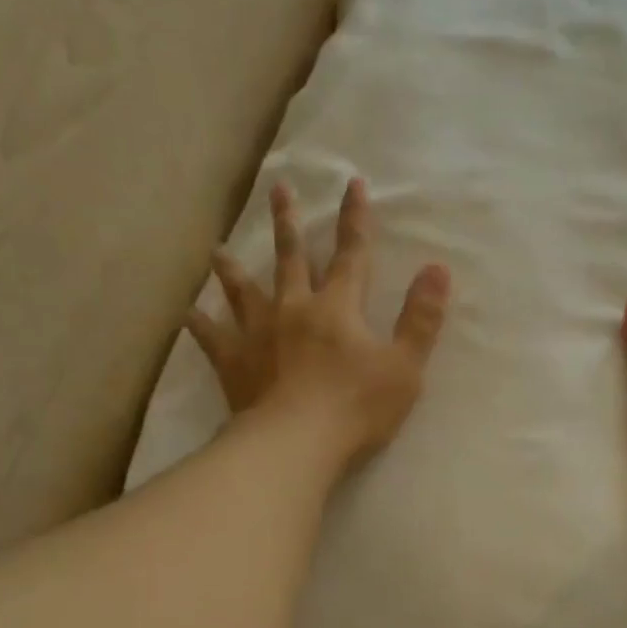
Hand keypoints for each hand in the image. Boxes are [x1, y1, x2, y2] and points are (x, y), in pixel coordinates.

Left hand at [187, 178, 449, 471]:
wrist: (296, 444)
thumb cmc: (357, 407)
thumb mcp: (404, 365)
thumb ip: (421, 317)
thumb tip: (438, 268)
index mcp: (337, 307)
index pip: (351, 253)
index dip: (355, 219)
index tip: (352, 184)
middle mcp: (293, 309)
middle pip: (290, 258)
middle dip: (288, 223)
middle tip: (278, 190)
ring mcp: (258, 335)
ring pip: (243, 291)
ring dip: (233, 269)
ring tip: (219, 249)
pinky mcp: (234, 364)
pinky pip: (212, 338)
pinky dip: (201, 325)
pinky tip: (188, 314)